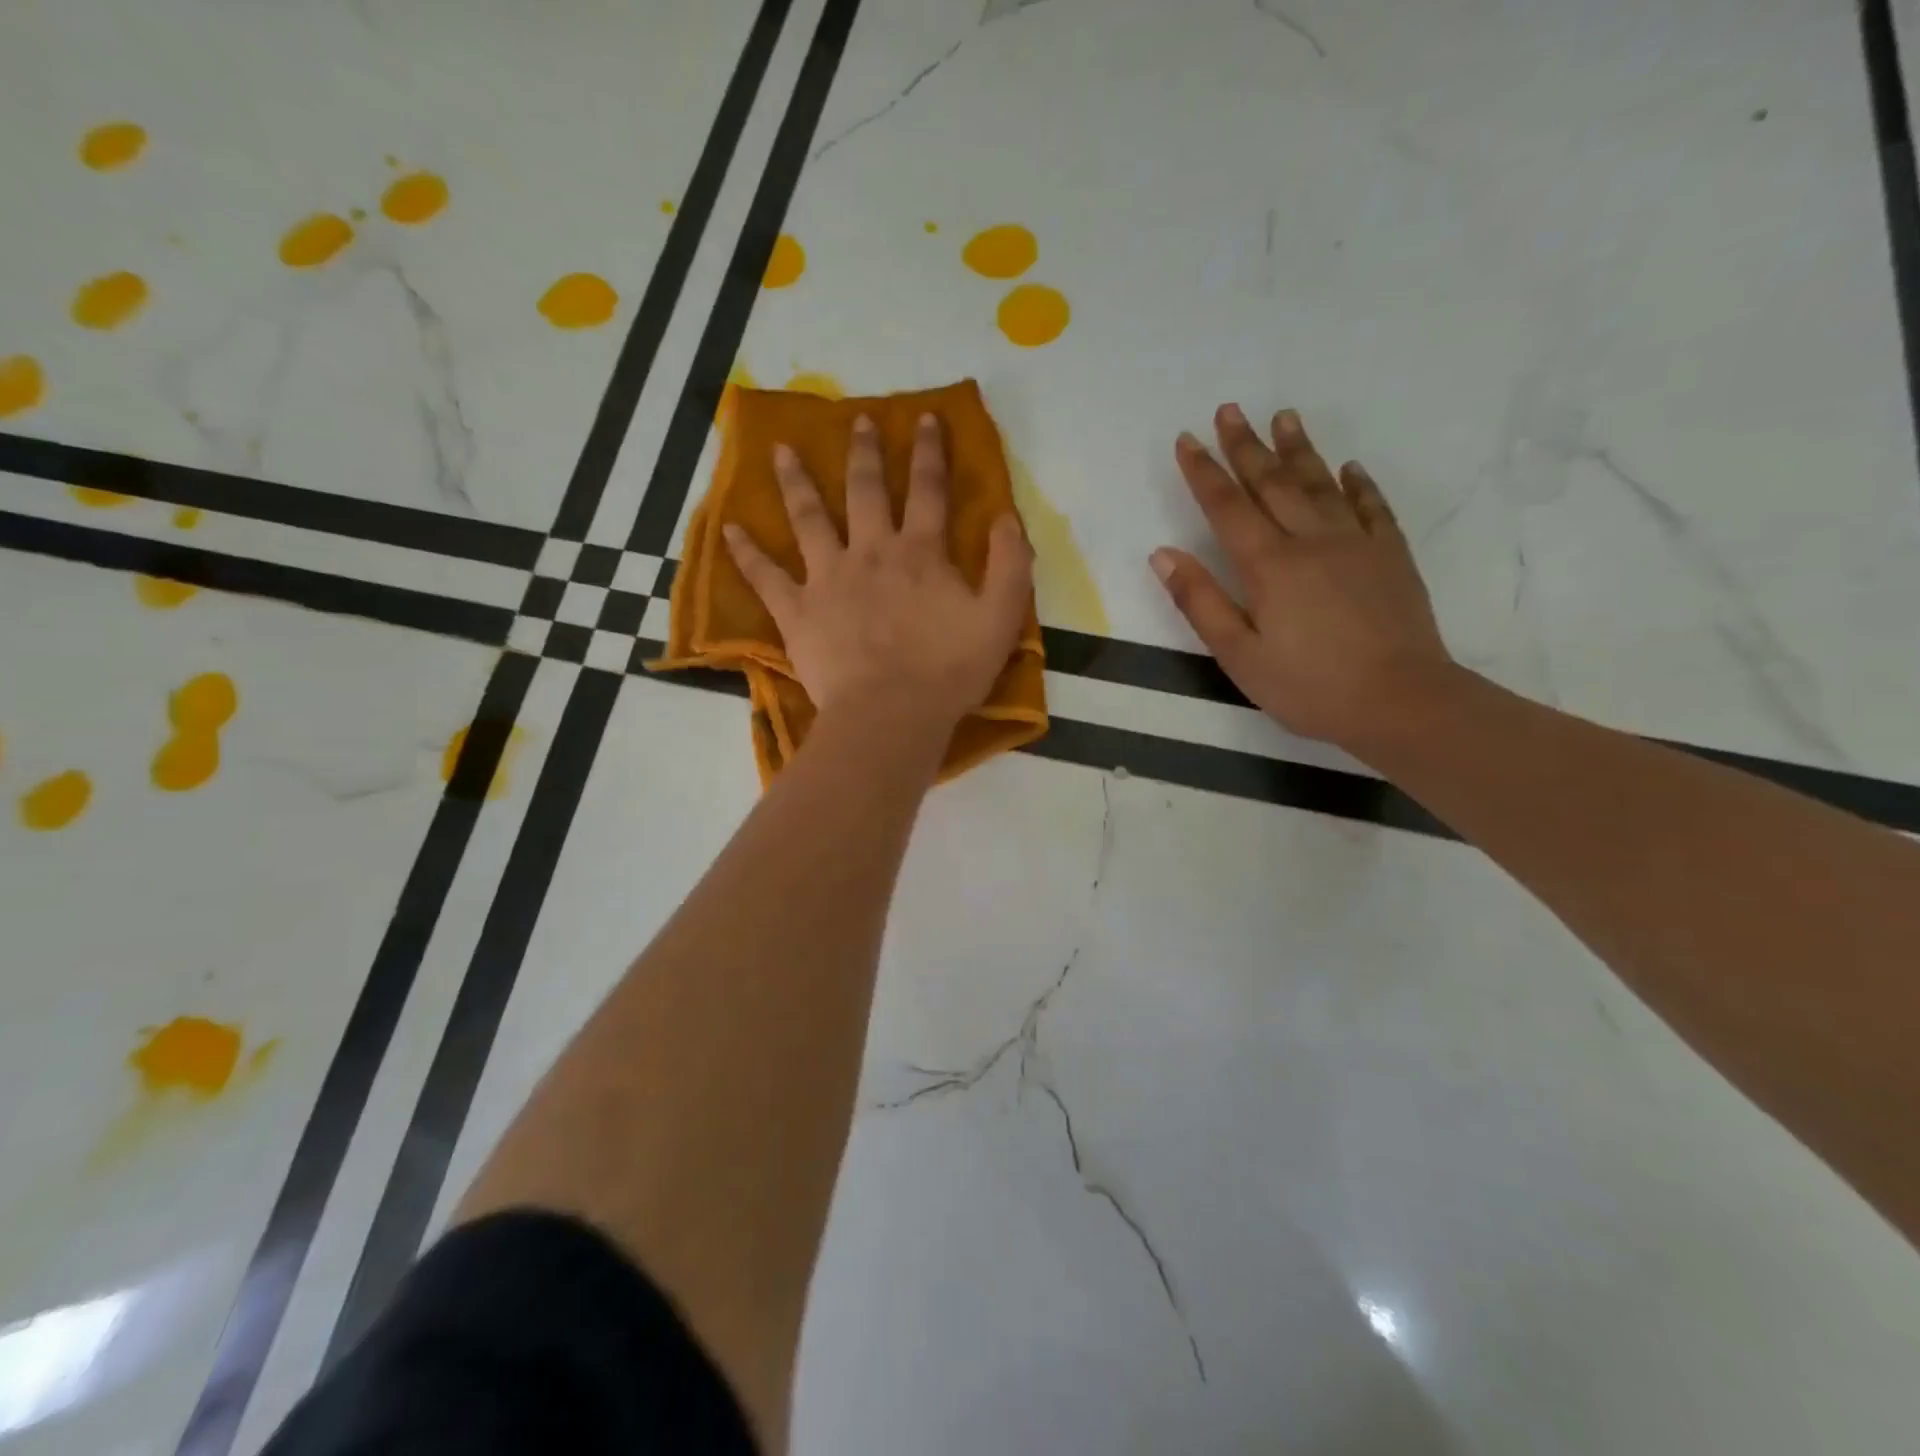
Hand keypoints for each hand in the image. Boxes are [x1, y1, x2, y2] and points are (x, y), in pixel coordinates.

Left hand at [724, 413, 1033, 727]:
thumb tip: (1008, 518)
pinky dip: (746, 553)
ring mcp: (828, 578)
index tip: (925, 418)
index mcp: (920, 552)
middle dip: (865, 452)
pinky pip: (765, 577)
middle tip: (859, 420)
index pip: (928, 490)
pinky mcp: (797, 611)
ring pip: (808, 518)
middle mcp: (870, 552)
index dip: (930, 451)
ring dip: (796, 482)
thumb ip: (1010, 565)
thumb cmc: (948, 671)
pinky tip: (729, 530)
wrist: (891, 715)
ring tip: (780, 451)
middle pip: (865, 490)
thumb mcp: (1000, 619)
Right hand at [1151, 404, 1453, 750]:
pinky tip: (1349, 467)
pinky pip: (1372, 507)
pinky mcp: (1391, 556)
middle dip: (1246, 446)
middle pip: (1272, 483)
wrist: (1400, 701)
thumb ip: (1200, 601)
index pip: (1227, 508)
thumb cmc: (1308, 686)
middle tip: (1230, 409)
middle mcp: (1311, 541)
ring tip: (1283, 417)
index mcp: (1268, 565)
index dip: (1204, 473)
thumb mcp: (1238, 654)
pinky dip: (1358, 484)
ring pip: (1320, 484)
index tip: (1187, 439)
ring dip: (1298, 450)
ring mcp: (1356, 544)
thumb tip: (1162, 554)